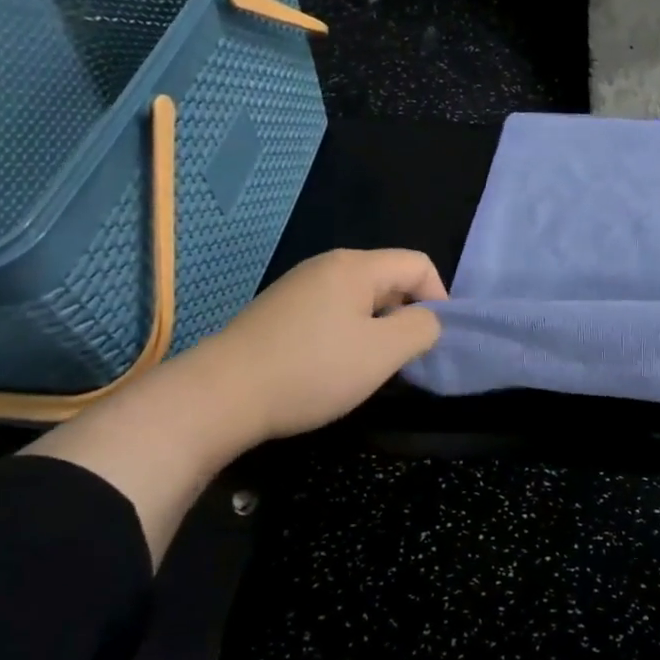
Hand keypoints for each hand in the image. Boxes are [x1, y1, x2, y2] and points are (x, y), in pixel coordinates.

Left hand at [195, 247, 446, 445]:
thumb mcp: (382, 353)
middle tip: (403, 358)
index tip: (432, 341)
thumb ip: (421, 329)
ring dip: (378, 328)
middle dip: (407, 314)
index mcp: (355, 266)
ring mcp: (299, 287)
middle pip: (389, 278)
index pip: (418, 264)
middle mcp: (327, 266)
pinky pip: (332, 312)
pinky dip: (348, 334)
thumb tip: (428, 320)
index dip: (439, 298)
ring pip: (361, 298)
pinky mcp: (280, 311)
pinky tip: (333, 366)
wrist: (220, 395)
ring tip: (369, 366)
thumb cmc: (312, 370)